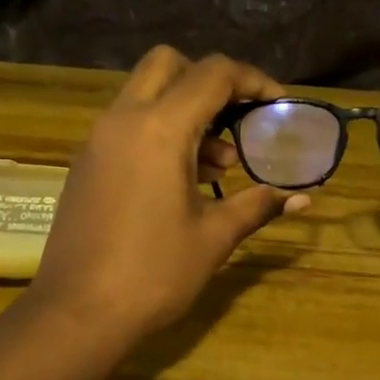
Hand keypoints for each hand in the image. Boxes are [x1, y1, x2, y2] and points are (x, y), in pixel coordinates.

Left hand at [30, 46, 309, 340]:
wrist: (77, 314)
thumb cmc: (153, 273)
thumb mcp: (214, 238)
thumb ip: (258, 206)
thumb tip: (302, 199)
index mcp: (159, 129)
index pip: (212, 74)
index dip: (252, 80)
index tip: (278, 104)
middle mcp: (123, 120)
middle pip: (167, 65)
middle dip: (208, 80)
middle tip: (237, 118)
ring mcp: (98, 140)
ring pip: (144, 94)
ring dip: (184, 109)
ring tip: (220, 164)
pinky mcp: (86, 163)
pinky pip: (127, 124)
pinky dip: (158, 130)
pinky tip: (182, 180)